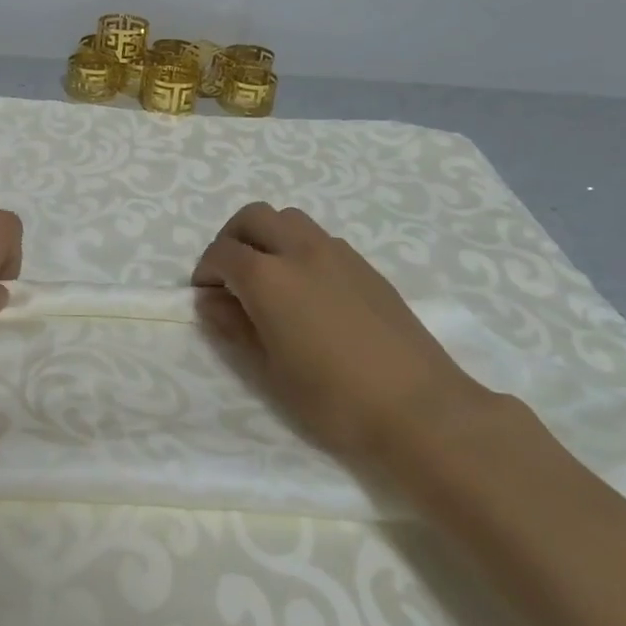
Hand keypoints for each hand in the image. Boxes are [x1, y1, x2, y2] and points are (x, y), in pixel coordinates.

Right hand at [192, 203, 494, 460]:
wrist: (420, 409)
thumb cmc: (334, 399)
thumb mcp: (269, 371)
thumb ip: (234, 327)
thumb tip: (210, 301)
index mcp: (269, 277)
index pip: (221, 253)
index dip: (205, 271)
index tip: (206, 297)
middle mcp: (300, 251)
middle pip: (254, 217)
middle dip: (232, 239)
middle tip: (231, 277)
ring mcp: (337, 253)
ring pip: (289, 219)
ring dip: (268, 237)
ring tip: (269, 279)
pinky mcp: (365, 266)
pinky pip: (320, 238)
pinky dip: (299, 249)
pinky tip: (308, 292)